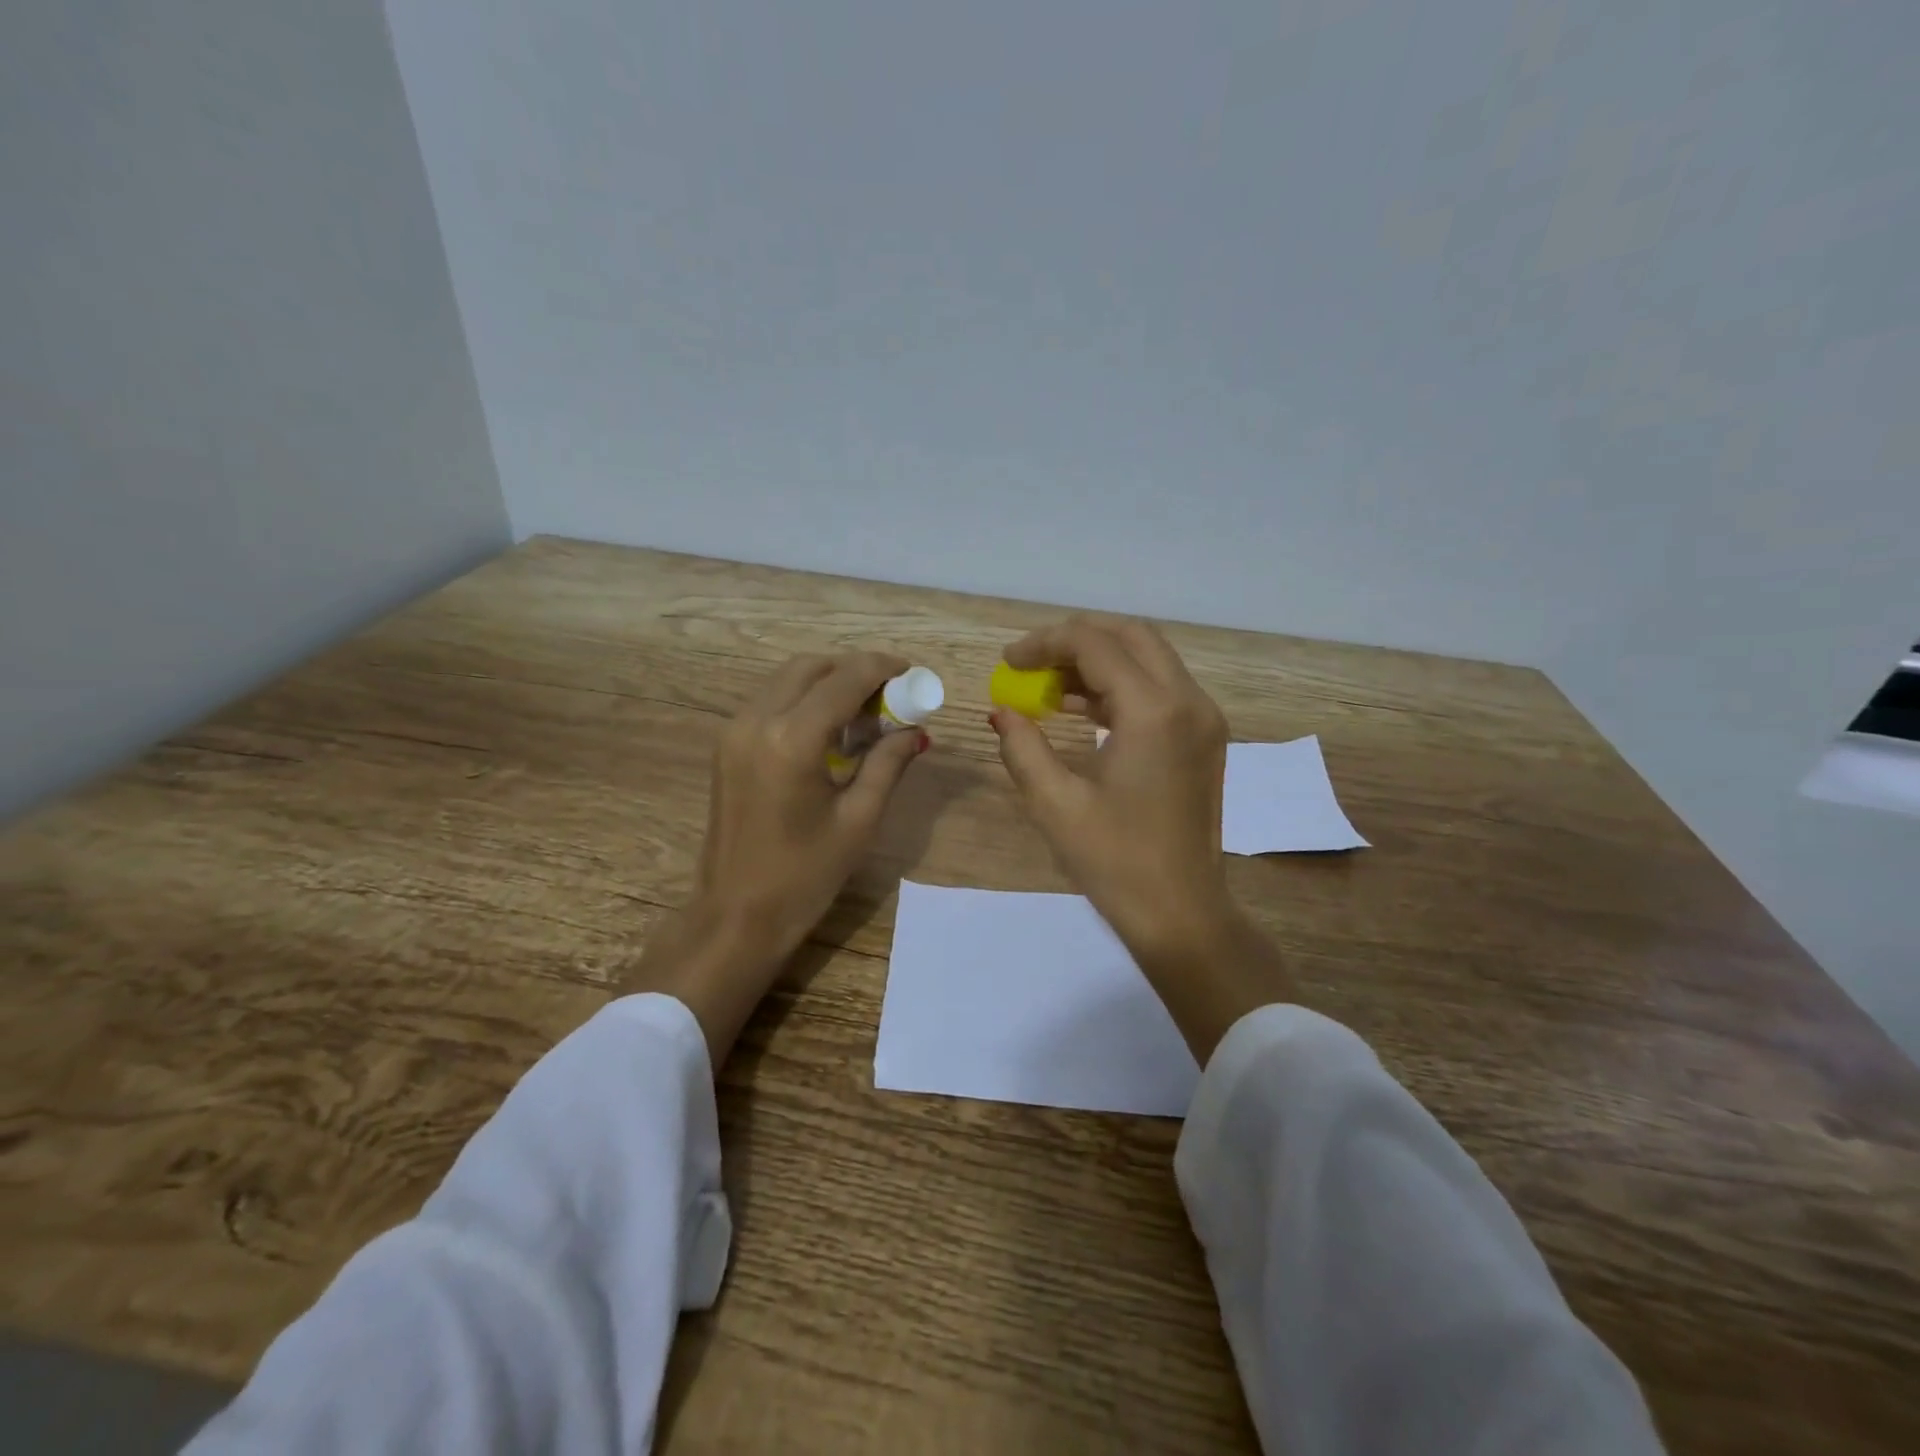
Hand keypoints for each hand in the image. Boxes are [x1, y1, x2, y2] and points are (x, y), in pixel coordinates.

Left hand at [633, 652, 928, 1067]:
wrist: (736, 915)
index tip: (912, 673)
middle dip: (854, 670)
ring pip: (788, 679)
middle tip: (890, 697)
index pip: (845, 679)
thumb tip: (915, 731)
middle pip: (812, 666)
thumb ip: (888, 763)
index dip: (883, 667)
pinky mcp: (727, 745)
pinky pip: (771, 701)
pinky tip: (830, 730)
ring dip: (828, 682)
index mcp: (793, 739)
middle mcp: (757, 720)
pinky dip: (804, 699)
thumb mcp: (859, 819)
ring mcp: (735, 730)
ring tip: (864, 714)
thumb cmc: (805, 875)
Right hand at [989, 617, 1292, 1057]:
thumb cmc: (1115, 862)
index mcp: (1154, 712)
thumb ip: (1022, 746)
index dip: (1045, 643)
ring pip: (1149, 659)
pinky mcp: (1204, 738)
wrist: (1181, 914)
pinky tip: (1081, 710)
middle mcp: (1189, 701)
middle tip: (1031, 663)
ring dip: (1098, 661)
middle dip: (1076, 640)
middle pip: (1131, 636)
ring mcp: (1203, 719)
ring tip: (1048, 687)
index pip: (1095, 645)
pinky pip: (1160, 689)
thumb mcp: (1055, 803)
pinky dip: (1120, 686)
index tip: (1008, 661)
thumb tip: (1002, 710)